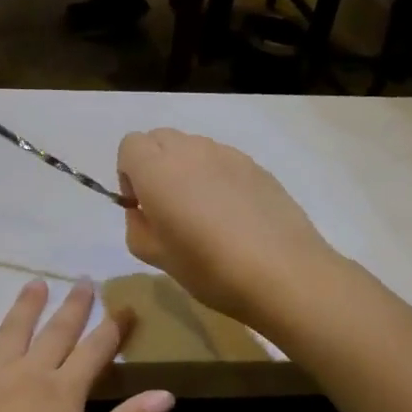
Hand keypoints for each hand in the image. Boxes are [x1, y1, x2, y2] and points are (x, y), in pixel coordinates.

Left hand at [0, 280, 174, 411]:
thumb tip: (166, 394)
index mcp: (64, 390)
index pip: (96, 350)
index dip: (113, 328)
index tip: (126, 307)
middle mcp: (30, 372)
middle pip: (56, 332)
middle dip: (74, 306)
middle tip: (84, 280)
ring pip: (12, 332)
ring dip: (26, 306)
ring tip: (36, 282)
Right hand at [117, 128, 342, 328]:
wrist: (283, 272)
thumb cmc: (209, 267)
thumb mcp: (155, 256)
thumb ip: (137, 226)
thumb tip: (143, 211)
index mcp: (158, 169)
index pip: (130, 145)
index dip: (128, 173)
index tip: (141, 205)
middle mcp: (191, 150)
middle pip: (160, 139)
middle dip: (154, 165)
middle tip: (167, 207)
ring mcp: (227, 154)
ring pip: (193, 148)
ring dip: (186, 170)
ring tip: (203, 213)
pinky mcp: (256, 166)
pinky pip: (222, 161)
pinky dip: (216, 178)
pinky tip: (232, 216)